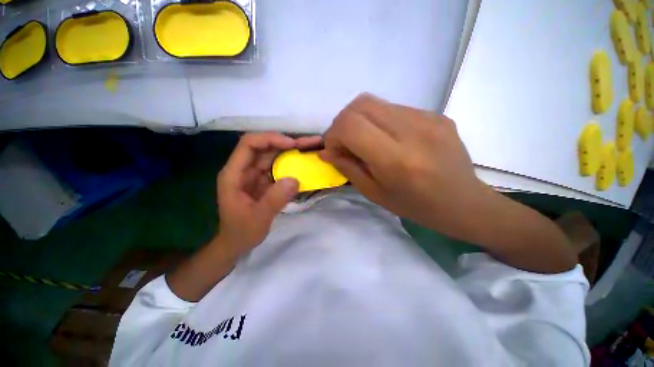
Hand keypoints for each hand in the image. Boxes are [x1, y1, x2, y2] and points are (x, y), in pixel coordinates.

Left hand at [216, 133, 321, 256]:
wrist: (237, 243)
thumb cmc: (242, 232)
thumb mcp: (258, 218)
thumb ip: (275, 200)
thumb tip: (295, 179)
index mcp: (234, 174)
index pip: (249, 145)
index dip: (270, 139)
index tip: (292, 144)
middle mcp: (244, 169)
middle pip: (265, 147)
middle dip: (287, 142)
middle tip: (310, 143)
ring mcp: (255, 174)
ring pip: (274, 155)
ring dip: (292, 151)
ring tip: (312, 148)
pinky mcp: (265, 181)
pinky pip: (279, 167)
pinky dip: (292, 163)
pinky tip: (305, 162)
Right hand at [319, 94, 488, 238]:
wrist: (464, 203)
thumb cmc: (415, 206)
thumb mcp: (374, 193)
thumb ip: (347, 168)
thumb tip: (326, 151)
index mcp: (396, 159)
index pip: (351, 125)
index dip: (334, 133)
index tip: (334, 149)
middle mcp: (413, 131)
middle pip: (361, 104)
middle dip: (343, 121)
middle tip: (345, 143)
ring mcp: (429, 118)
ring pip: (376, 103)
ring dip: (361, 121)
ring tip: (366, 142)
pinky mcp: (437, 114)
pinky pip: (395, 108)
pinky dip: (380, 121)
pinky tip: (388, 139)